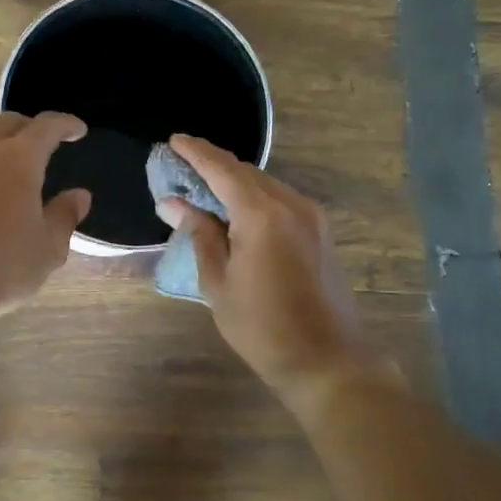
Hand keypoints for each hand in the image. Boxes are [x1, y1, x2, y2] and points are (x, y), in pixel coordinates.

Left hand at [0, 112, 91, 320]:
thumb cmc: (0, 266)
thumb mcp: (47, 248)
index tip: (77, 130)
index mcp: (18, 159)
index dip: (66, 124)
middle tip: (41, 146)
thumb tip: (78, 196)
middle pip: (7, 124)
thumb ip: (64, 216)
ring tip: (7, 174)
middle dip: (28, 129)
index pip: (47, 126)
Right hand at [156, 134, 396, 398]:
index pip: (221, 170)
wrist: (327, 360)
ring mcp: (310, 216)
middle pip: (245, 171)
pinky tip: (234, 208)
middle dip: (212, 164)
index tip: (173, 141)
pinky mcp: (319, 231)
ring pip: (265, 184)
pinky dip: (253, 196)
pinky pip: (279, 199)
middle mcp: (290, 204)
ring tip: (202, 186)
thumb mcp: (218, 282)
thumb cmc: (261, 326)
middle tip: (180, 166)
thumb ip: (199, 234)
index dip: (195, 154)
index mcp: (261, 214)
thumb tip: (173, 203)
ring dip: (233, 180)